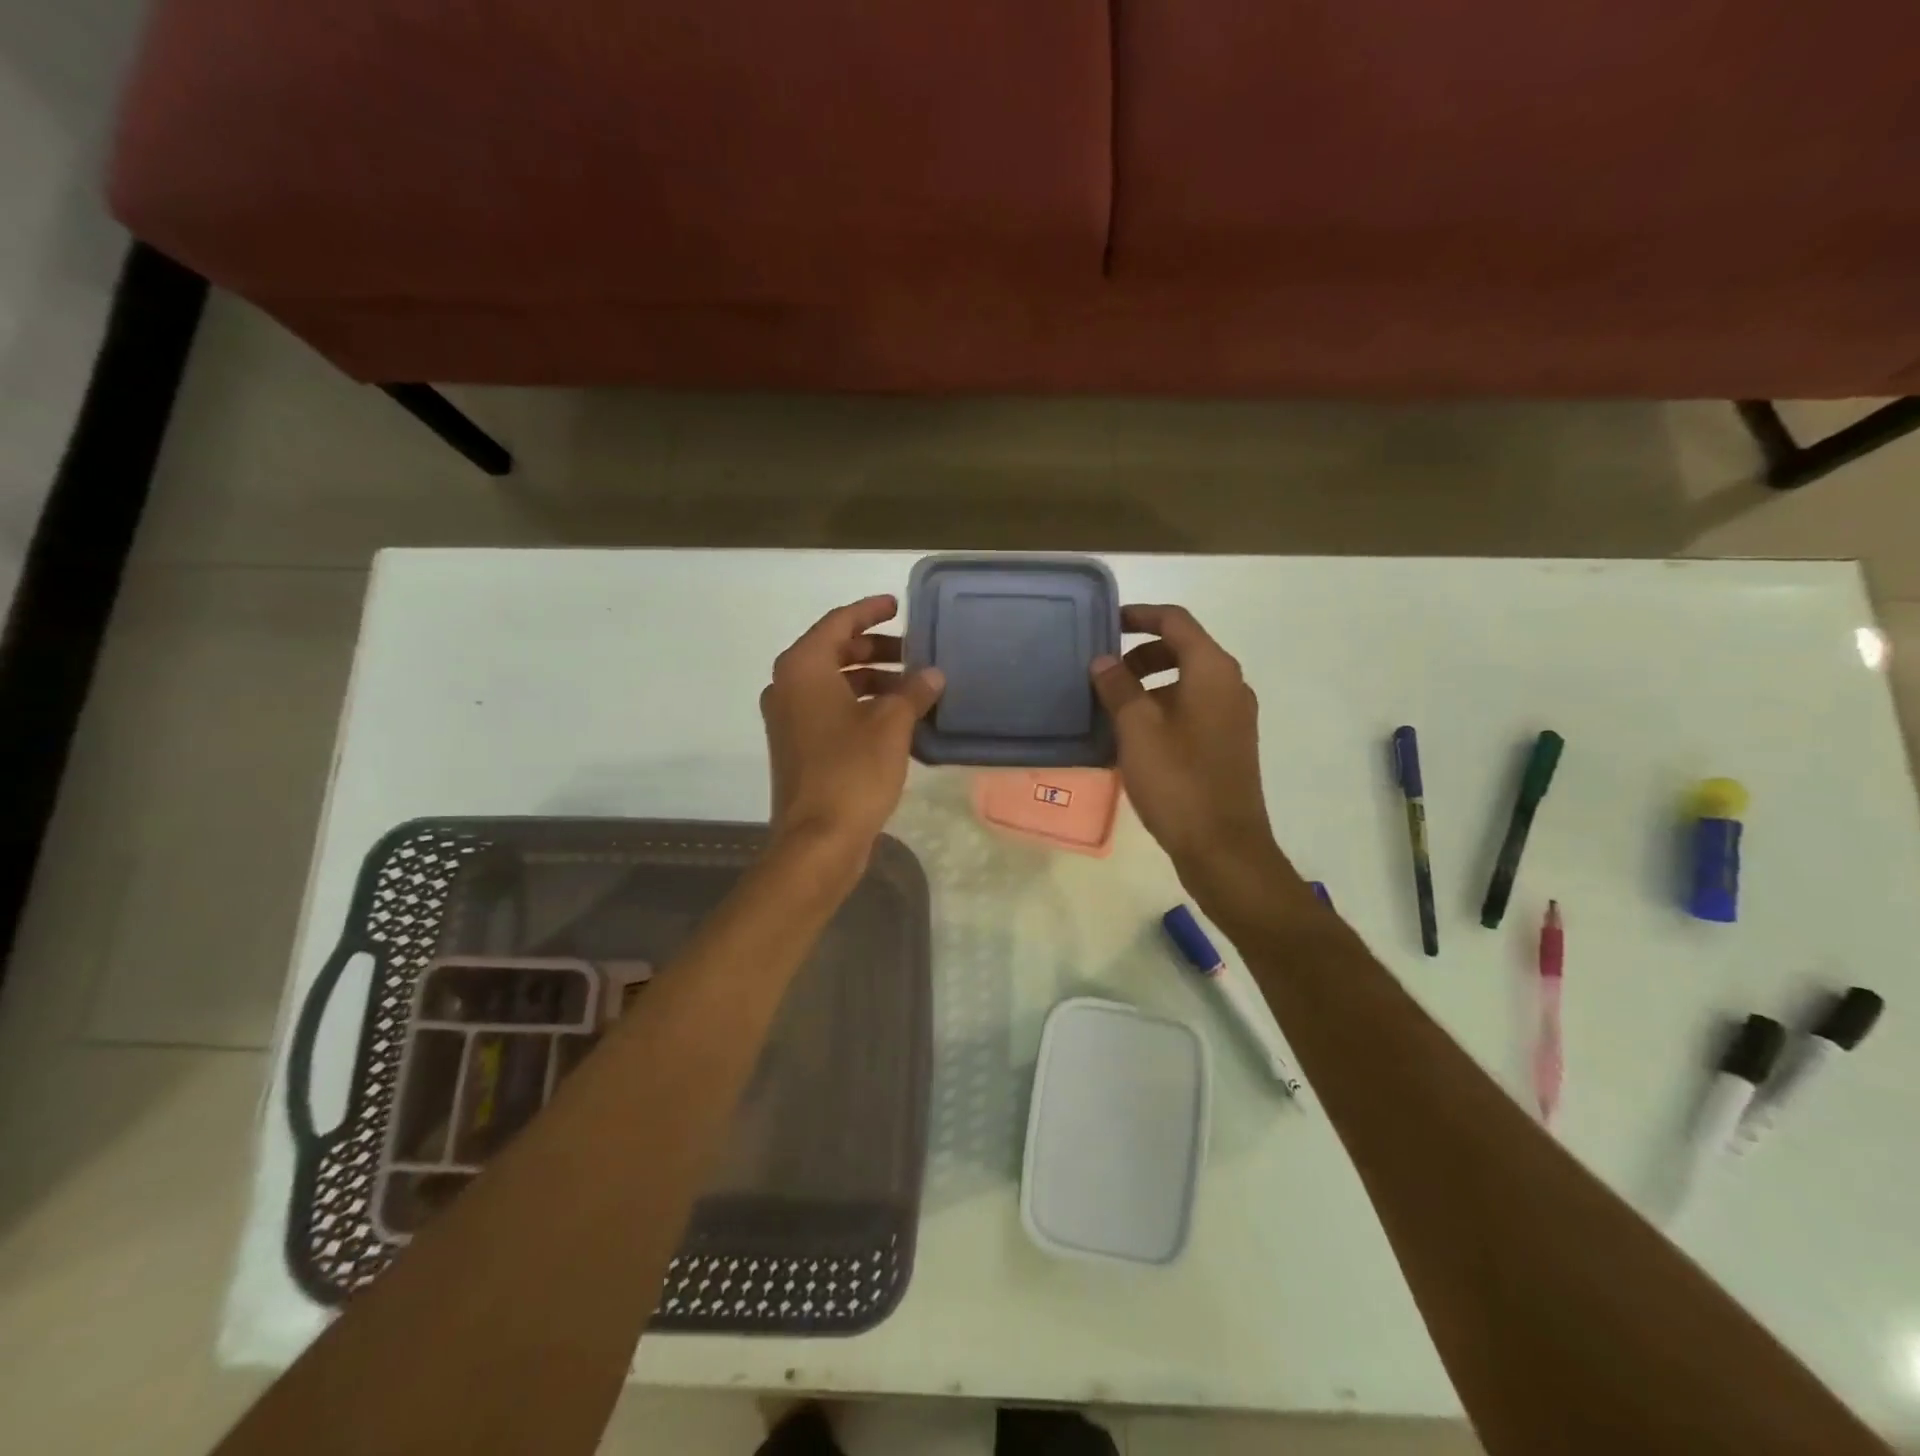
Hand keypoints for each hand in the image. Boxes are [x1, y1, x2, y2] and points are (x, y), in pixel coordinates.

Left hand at [760, 594, 943, 864]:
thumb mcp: (891, 725)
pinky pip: (830, 710)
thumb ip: (913, 692)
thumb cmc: (852, 771)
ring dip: (872, 680)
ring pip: (834, 683)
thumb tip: (932, 675)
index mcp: (803, 669)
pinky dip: (860, 705)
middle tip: (914, 652)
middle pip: (834, 651)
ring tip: (913, 688)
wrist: (818, 839)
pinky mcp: (797, 747)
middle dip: (876, 648)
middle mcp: (788, 687)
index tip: (898, 605)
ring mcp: (789, 719)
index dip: (870, 611)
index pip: (838, 623)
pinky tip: (896, 718)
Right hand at [1091, 605, 1279, 877]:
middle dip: (1140, 654)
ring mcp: (1233, 716)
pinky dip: (1162, 709)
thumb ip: (1118, 688)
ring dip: (1148, 685)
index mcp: (1212, 670)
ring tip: (1111, 707)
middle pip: (1182, 650)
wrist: (1223, 847)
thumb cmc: (1178, 780)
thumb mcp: (1137, 729)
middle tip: (1103, 673)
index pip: (1175, 621)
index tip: (1105, 623)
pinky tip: (1132, 737)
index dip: (1139, 615)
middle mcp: (1229, 685)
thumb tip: (1104, 661)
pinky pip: (1192, 710)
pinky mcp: (1228, 744)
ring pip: (1185, 682)